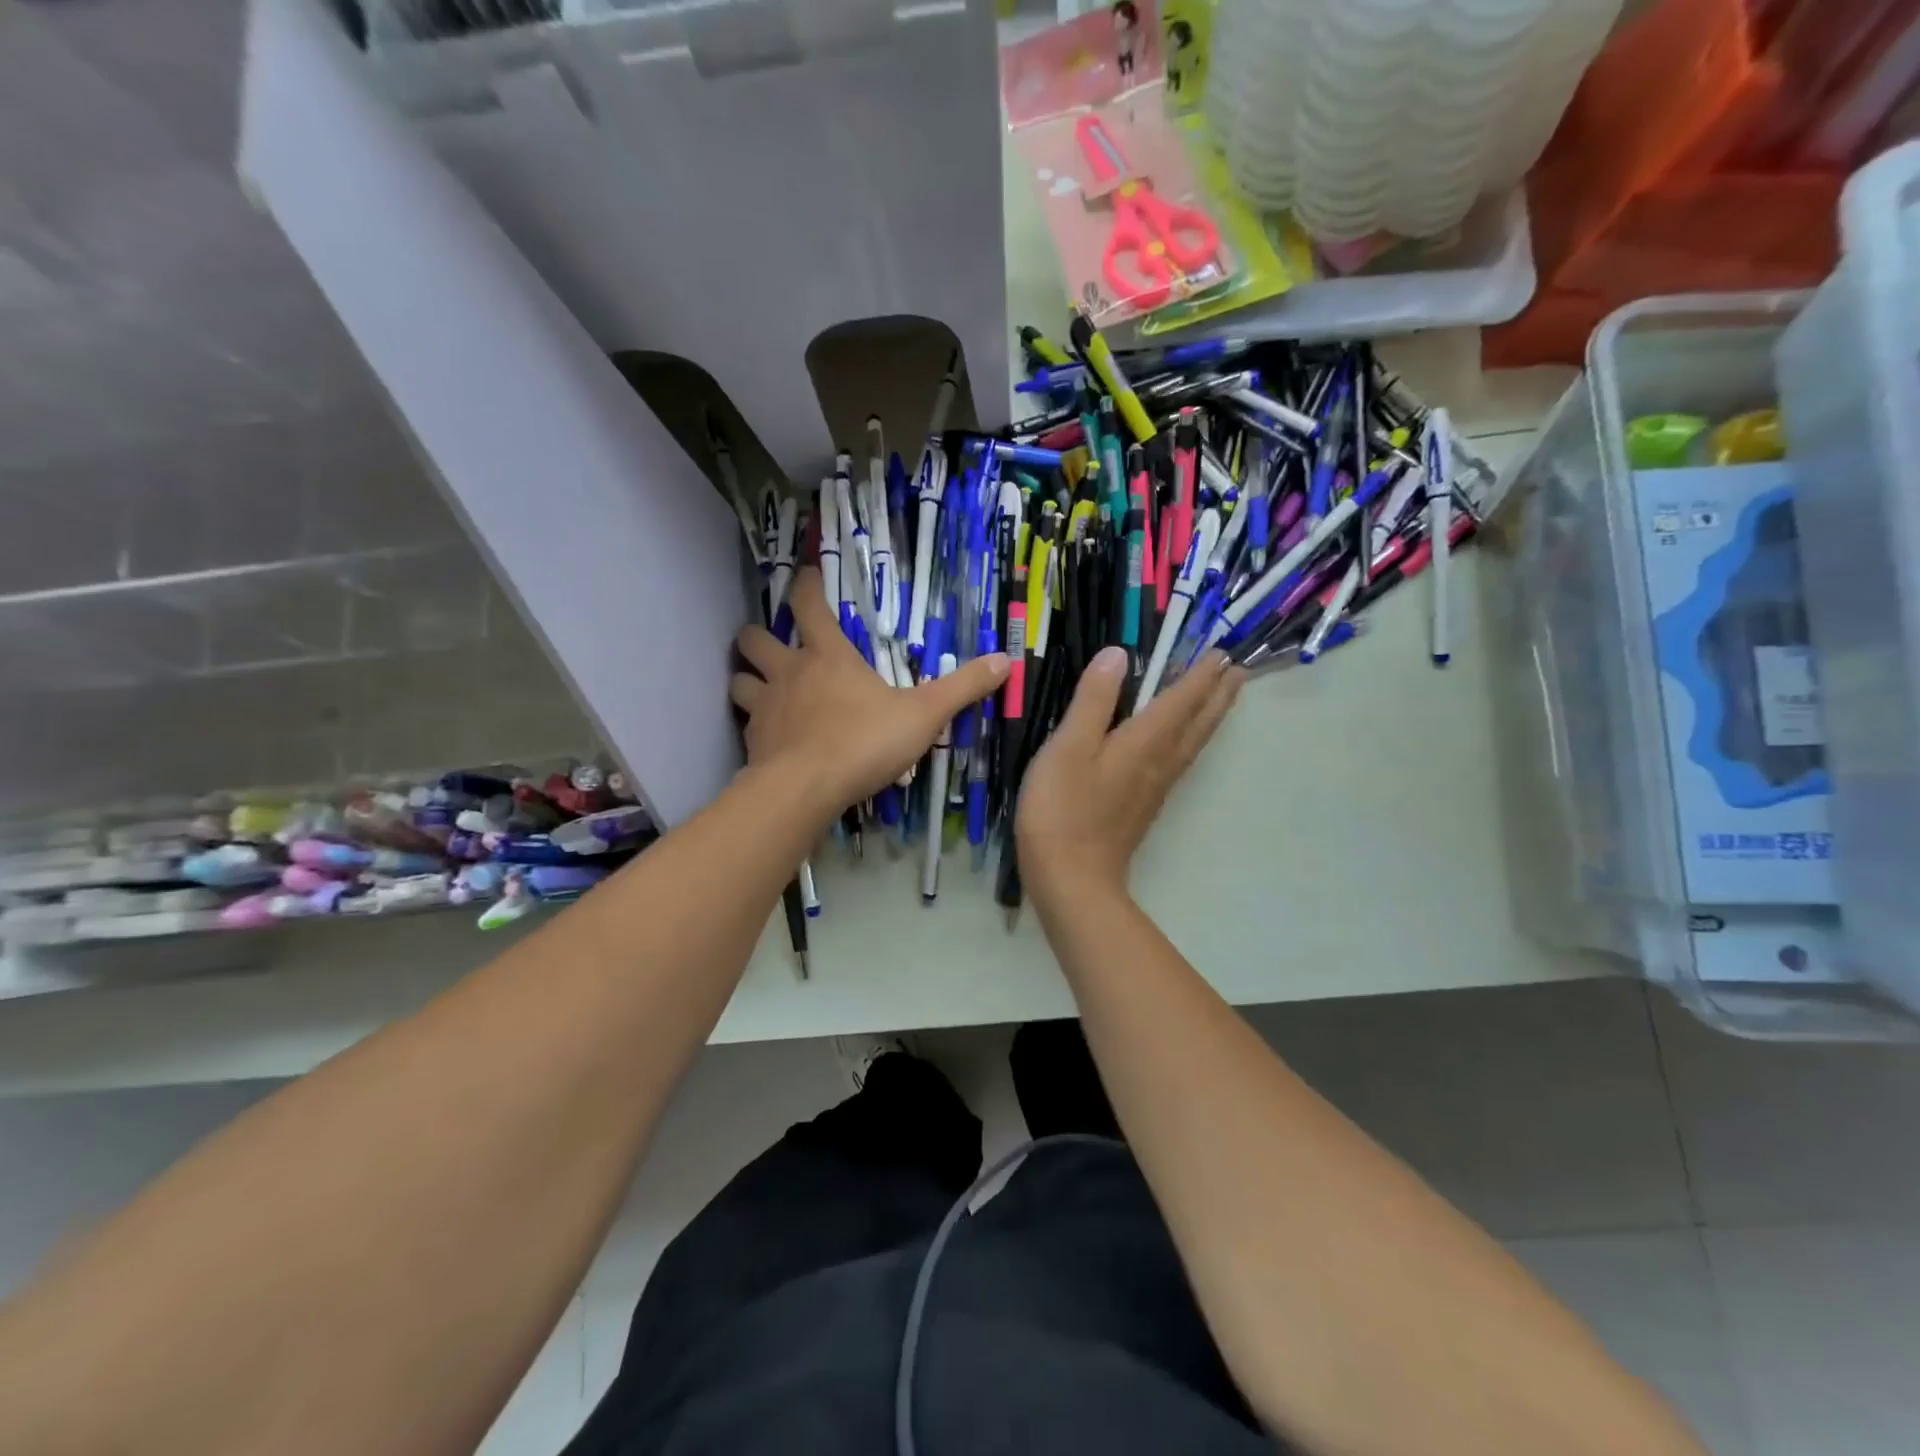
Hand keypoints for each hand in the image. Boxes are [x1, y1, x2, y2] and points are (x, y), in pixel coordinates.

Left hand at [731, 567, 1008, 818]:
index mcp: (828, 656)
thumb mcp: (924, 715)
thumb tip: (1006, 659)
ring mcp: (765, 707)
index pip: (809, 604)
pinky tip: (769, 736)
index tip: (805, 571)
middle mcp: (788, 672)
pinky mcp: (752, 741)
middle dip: (759, 635)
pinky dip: (754, 722)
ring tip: (764, 688)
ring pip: (739, 679)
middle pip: (754, 637)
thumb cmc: (865, 742)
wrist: (806, 789)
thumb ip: (962, 688)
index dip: (806, 583)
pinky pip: (745, 722)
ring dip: (749, 678)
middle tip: (775, 644)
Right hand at [1016, 644, 1243, 901]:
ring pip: (1193, 742)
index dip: (1201, 673)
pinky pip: (1180, 759)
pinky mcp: (1144, 805)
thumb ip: (1093, 700)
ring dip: (1211, 715)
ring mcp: (1155, 787)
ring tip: (1223, 697)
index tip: (1221, 650)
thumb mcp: (1068, 747)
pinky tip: (1181, 743)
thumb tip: (1118, 654)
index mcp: (1145, 741)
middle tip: (1238, 669)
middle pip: (1199, 721)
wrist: (1072, 880)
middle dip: (1219, 693)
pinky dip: (1191, 738)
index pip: (1182, 698)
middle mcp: (1160, 761)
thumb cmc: (1063, 810)